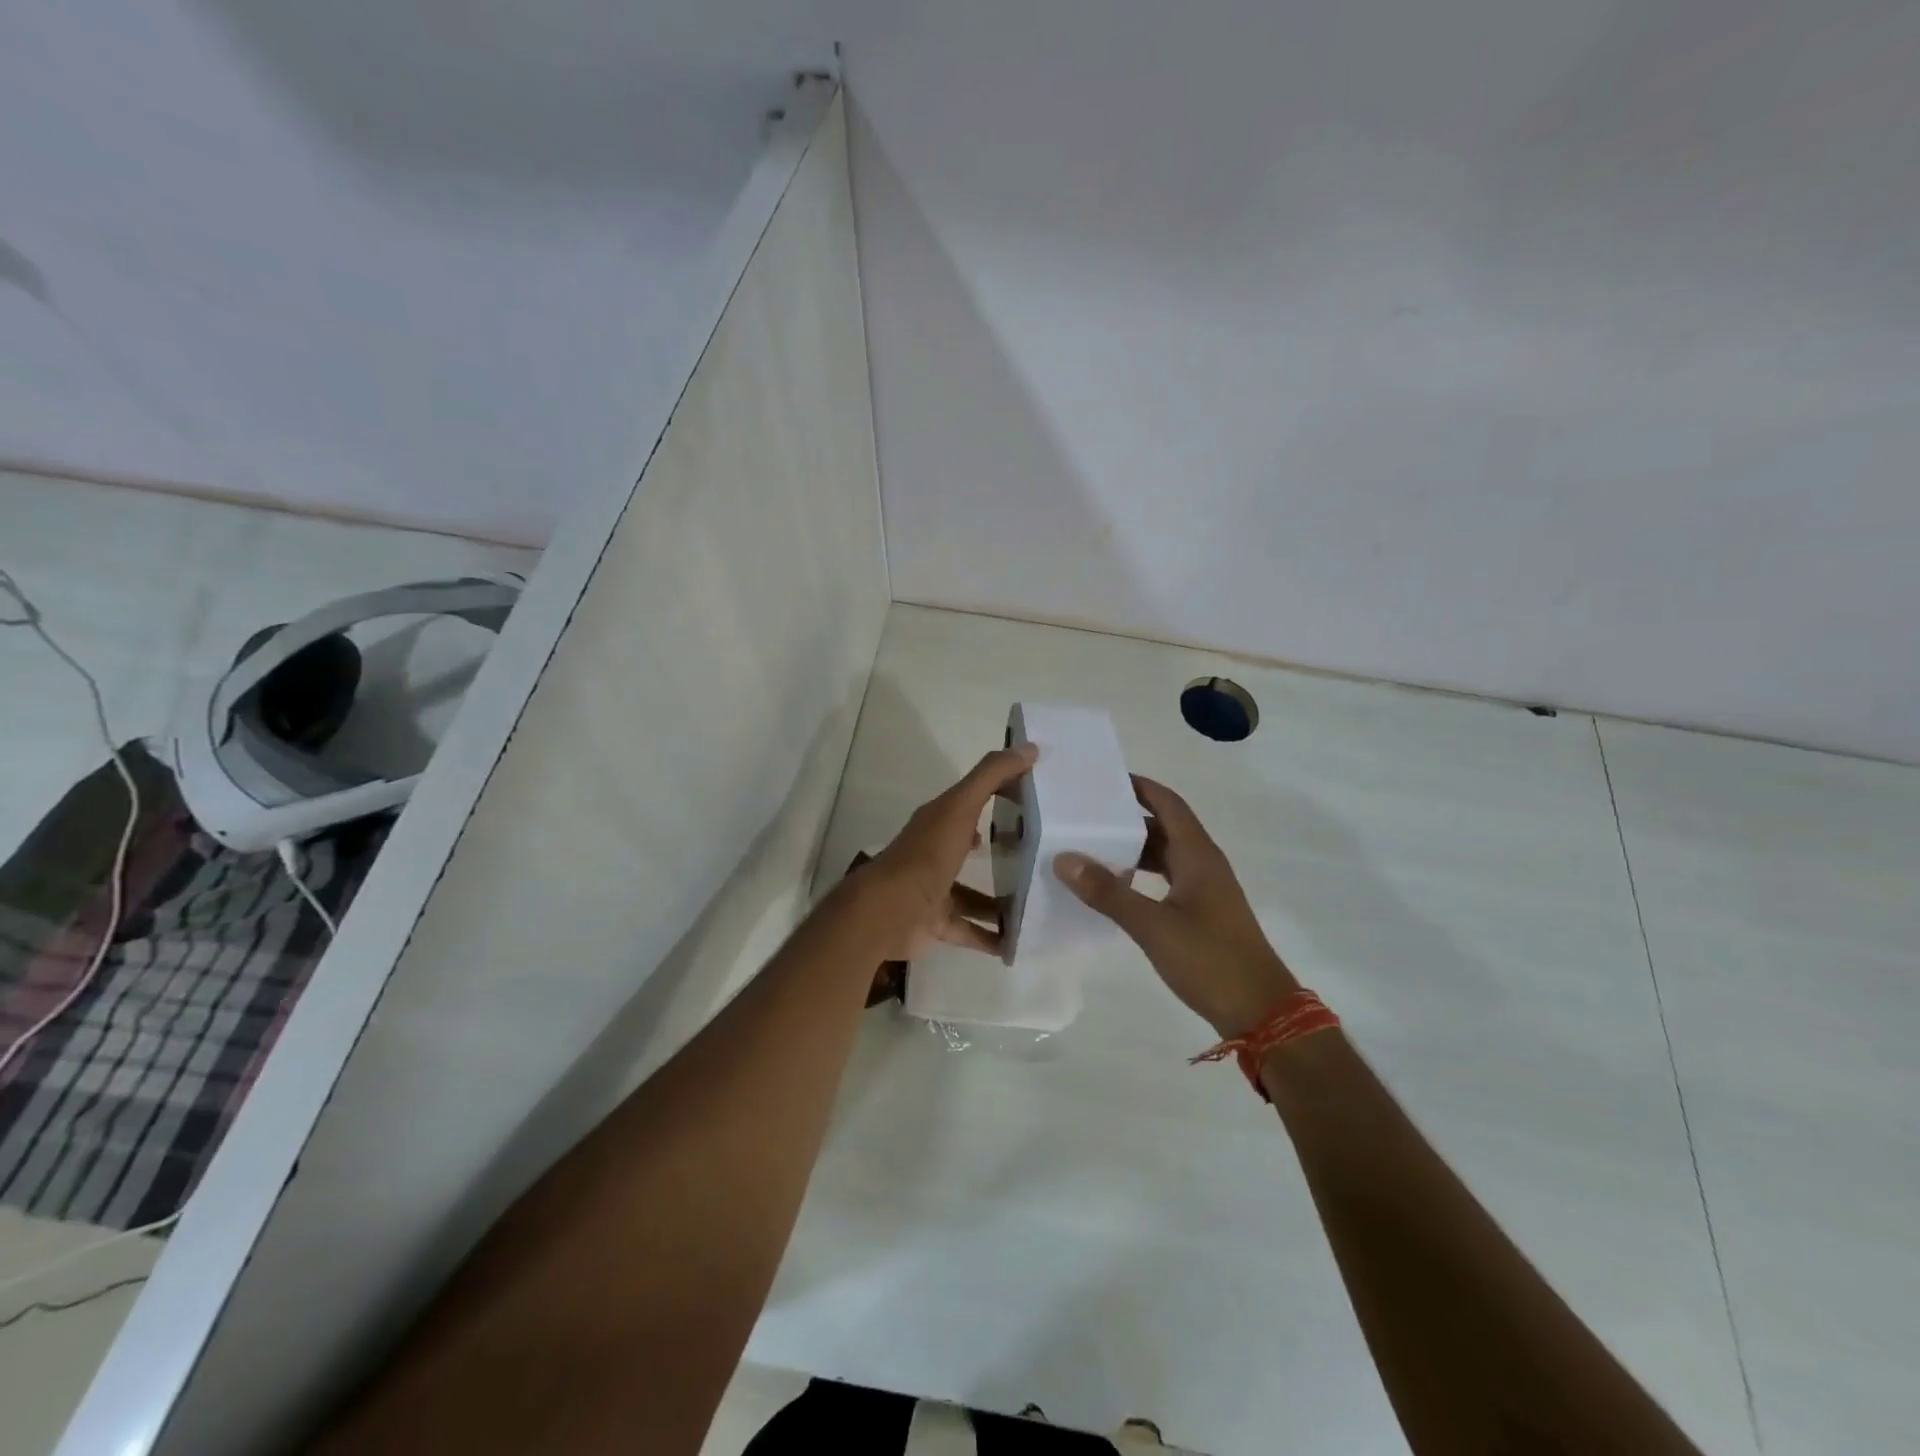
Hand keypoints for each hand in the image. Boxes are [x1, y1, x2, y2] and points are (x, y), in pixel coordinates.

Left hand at [862, 743, 1038, 963]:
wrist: (889, 911)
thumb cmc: (927, 854)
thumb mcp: (961, 807)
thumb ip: (992, 776)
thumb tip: (1029, 747)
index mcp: (939, 822)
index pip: (971, 802)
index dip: (999, 796)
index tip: (1034, 799)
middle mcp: (935, 854)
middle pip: (971, 848)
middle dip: (1002, 851)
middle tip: (1042, 856)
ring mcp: (935, 891)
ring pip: (973, 895)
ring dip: (1000, 901)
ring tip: (1037, 903)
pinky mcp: (936, 925)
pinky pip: (969, 931)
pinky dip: (991, 937)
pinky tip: (1018, 943)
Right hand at [1055, 775, 1297, 1036]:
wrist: (1261, 1011)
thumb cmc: (1210, 960)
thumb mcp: (1153, 926)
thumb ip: (1108, 892)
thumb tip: (1064, 858)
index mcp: (1198, 855)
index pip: (1168, 803)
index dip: (1139, 787)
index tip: (1102, 779)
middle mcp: (1203, 863)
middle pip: (1164, 826)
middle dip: (1128, 817)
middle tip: (1085, 813)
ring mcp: (1205, 889)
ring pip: (1165, 854)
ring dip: (1133, 847)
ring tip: (1091, 845)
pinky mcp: (1202, 912)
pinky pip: (1167, 878)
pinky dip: (1142, 874)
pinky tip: (1116, 886)